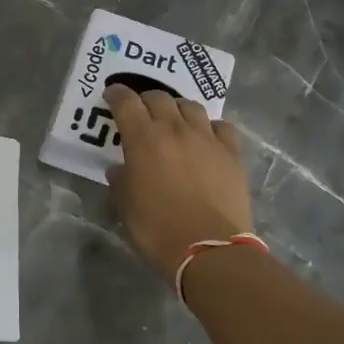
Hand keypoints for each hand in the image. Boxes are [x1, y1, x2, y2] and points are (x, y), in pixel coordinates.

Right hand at [104, 84, 254, 283]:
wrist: (209, 249)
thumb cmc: (157, 229)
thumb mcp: (126, 206)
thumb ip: (120, 181)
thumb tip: (120, 169)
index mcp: (143, 139)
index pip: (126, 102)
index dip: (116, 95)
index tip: (111, 95)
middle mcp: (175, 129)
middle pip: (159, 97)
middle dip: (145, 99)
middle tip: (140, 111)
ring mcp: (207, 139)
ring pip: (191, 106)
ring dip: (177, 108)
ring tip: (173, 120)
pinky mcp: (231, 153)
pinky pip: (221, 126)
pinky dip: (209, 127)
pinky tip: (206, 138)